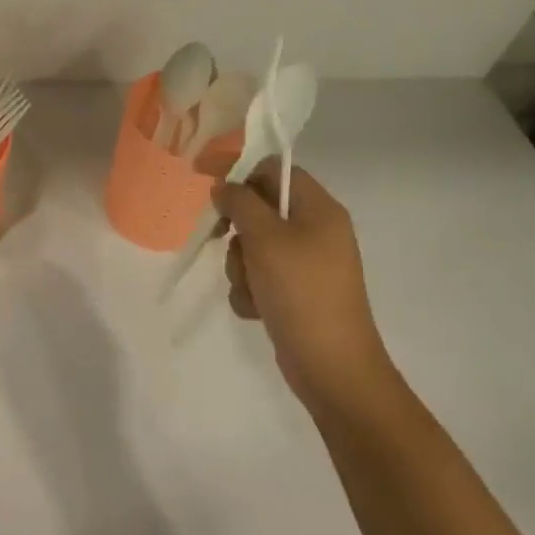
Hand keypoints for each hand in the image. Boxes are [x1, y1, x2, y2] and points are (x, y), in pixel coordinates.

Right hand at [216, 158, 399, 418]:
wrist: (331, 364)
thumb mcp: (265, 239)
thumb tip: (224, 187)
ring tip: (251, 289)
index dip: (238, 171)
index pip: (274, 170)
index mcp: (319, 209)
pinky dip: (250, 291)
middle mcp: (315, 231)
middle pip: (259, 210)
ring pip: (253, 247)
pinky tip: (256, 310)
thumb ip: (240, 203)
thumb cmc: (300, 291)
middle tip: (222, 241)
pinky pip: (259, 277)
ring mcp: (306, 264)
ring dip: (240, 267)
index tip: (202, 179)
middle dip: (237, 231)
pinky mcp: (295, 293)